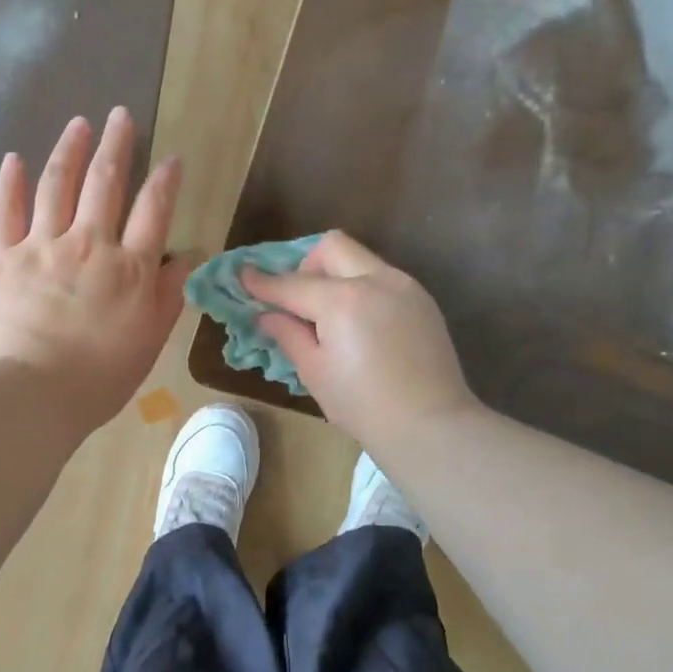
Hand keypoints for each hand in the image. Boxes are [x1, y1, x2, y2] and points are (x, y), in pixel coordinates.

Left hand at [0, 108, 187, 436]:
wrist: (34, 393)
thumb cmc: (99, 377)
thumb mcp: (149, 340)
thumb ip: (169, 294)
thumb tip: (186, 255)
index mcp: (129, 268)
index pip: (152, 210)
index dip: (164, 180)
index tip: (170, 159)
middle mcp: (88, 244)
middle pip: (105, 182)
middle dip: (116, 144)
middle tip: (121, 115)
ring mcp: (41, 246)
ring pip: (58, 185)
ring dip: (70, 149)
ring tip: (79, 123)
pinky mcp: (2, 257)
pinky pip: (6, 211)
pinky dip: (11, 183)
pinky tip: (15, 159)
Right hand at [242, 231, 478, 452]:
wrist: (429, 424)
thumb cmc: (362, 405)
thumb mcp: (315, 372)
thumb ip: (289, 334)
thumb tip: (267, 315)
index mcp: (342, 300)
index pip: (292, 284)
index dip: (263, 282)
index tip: (243, 276)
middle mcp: (376, 280)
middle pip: (332, 247)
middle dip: (307, 266)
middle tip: (299, 302)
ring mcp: (405, 287)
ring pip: (361, 260)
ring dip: (337, 276)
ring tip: (330, 318)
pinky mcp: (423, 301)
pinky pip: (383, 279)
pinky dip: (362, 290)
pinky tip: (360, 327)